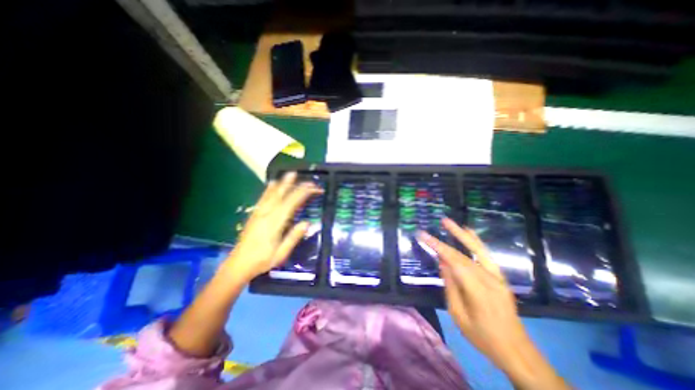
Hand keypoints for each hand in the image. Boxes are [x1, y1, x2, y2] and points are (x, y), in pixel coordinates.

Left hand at [220, 172, 322, 283]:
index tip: (315, 188)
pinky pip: (263, 197)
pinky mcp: (254, 214)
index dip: (304, 193)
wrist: (238, 264)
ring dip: (283, 183)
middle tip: (307, 179)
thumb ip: (294, 237)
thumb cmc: (262, 261)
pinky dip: (269, 189)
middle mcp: (267, 214)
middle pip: (283, 195)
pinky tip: (272, 183)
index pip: (292, 203)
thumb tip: (308, 223)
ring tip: (291, 174)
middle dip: (296, 185)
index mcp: (275, 223)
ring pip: (272, 193)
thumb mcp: (281, 254)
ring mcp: (259, 212)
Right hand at [418, 220, 569, 389]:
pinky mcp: (499, 277)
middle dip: (445, 240)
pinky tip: (469, 232)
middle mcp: (488, 278)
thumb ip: (450, 287)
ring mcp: (496, 276)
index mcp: (477, 290)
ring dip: (461, 234)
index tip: (423, 236)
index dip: (437, 246)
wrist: (517, 350)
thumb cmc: (483, 336)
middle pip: (462, 255)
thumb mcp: (458, 315)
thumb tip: (443, 263)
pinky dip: (476, 242)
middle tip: (433, 225)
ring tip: (448, 222)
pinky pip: (486, 255)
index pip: (453, 261)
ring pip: (476, 250)